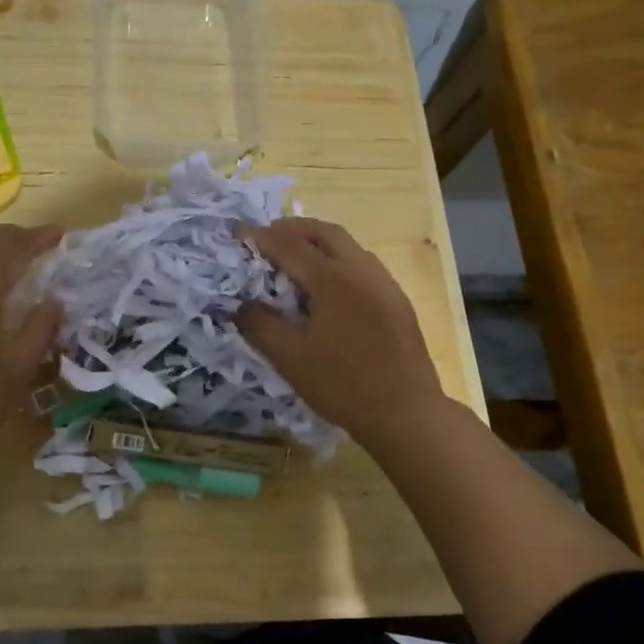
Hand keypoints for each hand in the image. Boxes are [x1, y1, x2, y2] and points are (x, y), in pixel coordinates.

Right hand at [236, 218, 446, 451]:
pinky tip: (326, 286)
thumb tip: (242, 305)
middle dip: (293, 228)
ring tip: (293, 257)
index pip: (290, 246)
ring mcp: (385, 284)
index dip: (260, 237)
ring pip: (348, 246)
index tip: (236, 232)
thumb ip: (261, 326)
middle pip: (325, 233)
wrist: (407, 415)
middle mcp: (363, 271)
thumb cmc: (344, 386)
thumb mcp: (290, 359)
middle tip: (266, 237)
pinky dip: (337, 260)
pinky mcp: (396, 301)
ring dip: (317, 242)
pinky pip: (362, 265)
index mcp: (334, 280)